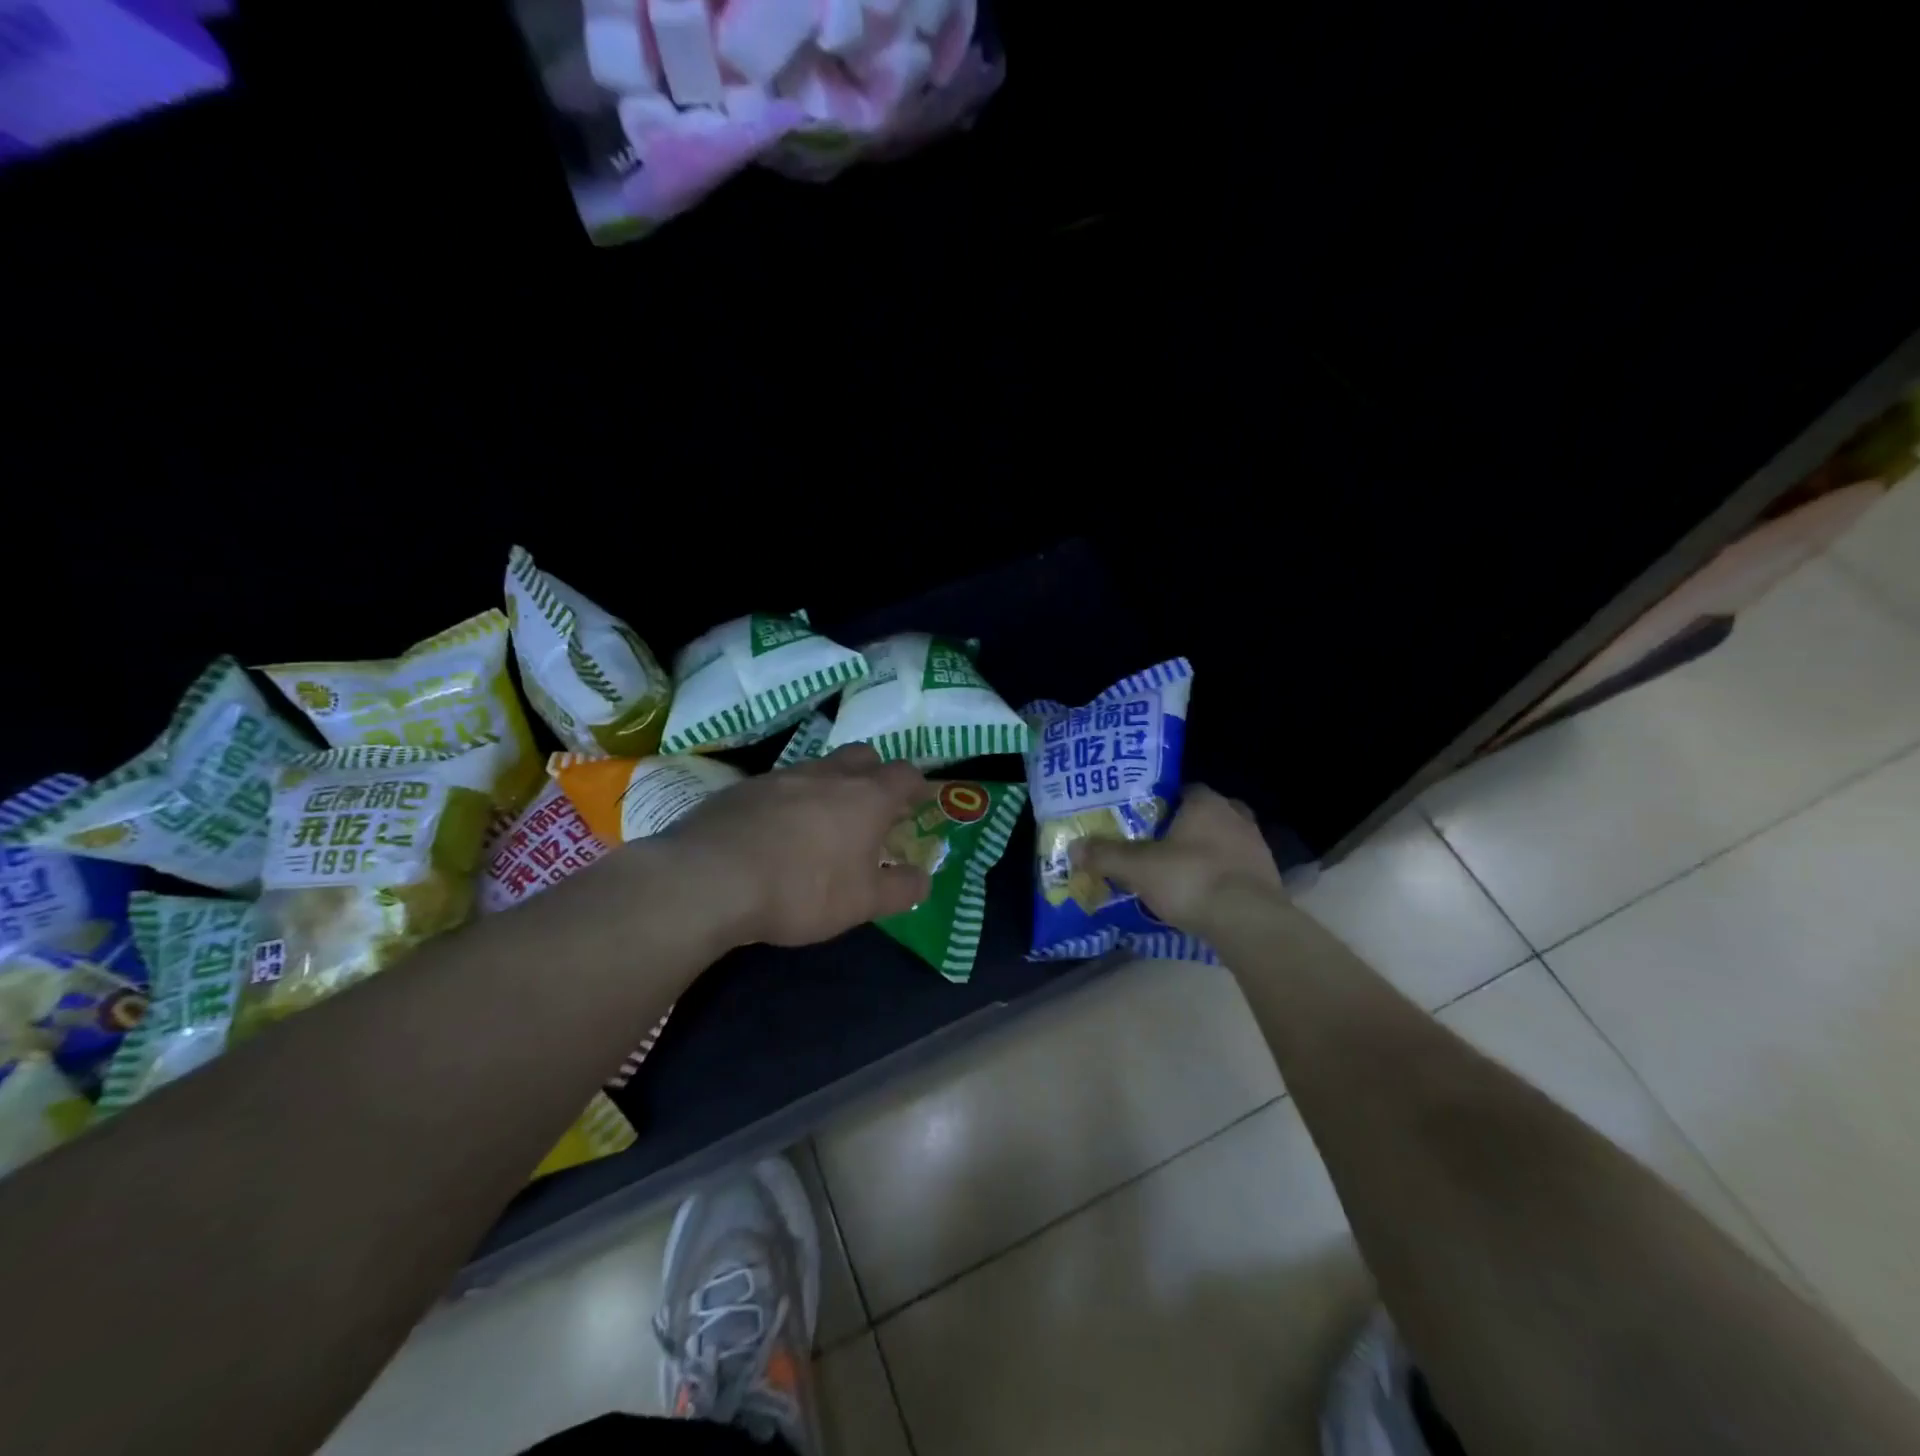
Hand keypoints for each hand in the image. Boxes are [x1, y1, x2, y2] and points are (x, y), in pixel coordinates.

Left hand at [661, 745, 932, 947]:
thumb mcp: (863, 903)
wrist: (711, 879)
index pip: (904, 774)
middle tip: (872, 807)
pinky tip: (776, 832)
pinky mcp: (743, 788)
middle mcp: (828, 774)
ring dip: (829, 786)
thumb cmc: (803, 889)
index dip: (915, 786)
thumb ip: (901, 890)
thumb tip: (923, 879)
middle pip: (863, 756)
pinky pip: (779, 785)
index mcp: (867, 796)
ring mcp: (782, 776)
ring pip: (818, 767)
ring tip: (823, 823)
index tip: (916, 802)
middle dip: (874, 774)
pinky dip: (789, 800)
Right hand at [1074, 785, 1284, 930]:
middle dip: (1185, 828)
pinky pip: (1235, 871)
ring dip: (1204, 854)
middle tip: (1159, 845)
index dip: (1163, 803)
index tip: (1144, 820)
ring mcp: (1256, 848)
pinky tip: (1200, 896)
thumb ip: (1105, 855)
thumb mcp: (1138, 868)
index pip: (1184, 790)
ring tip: (1177, 873)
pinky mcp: (1267, 879)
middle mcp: (1236, 817)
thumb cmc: (1191, 879)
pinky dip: (1219, 878)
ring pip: (1223, 843)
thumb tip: (1074, 848)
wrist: (1249, 923)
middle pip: (1205, 815)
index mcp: (1206, 803)